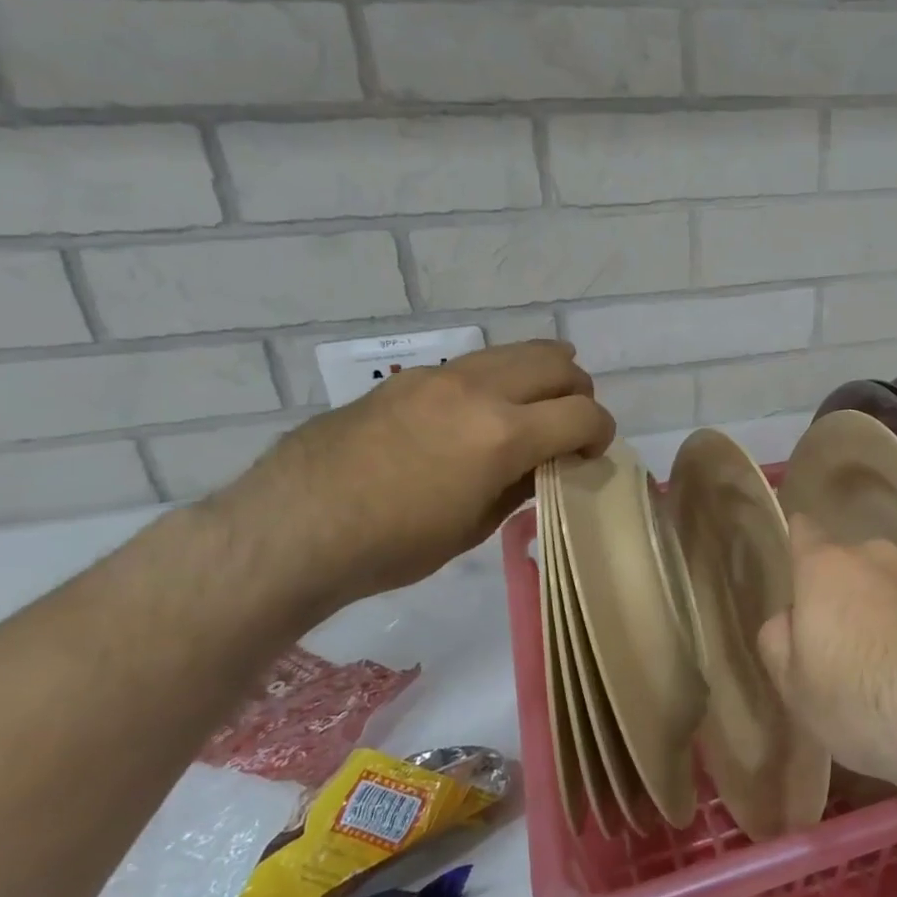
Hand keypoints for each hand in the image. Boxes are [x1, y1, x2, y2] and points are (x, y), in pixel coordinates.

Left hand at [211, 340, 613, 611]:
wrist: (295, 528)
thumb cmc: (393, 545)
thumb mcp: (475, 526)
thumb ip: (522, 484)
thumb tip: (545, 464)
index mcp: (504, 434)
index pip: (584, 413)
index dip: (601, 433)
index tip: (590, 455)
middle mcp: (479, 390)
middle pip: (558, 365)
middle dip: (579, 393)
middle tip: (569, 428)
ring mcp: (440, 376)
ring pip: (516, 351)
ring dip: (541, 376)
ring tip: (534, 409)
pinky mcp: (409, 378)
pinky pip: (474, 363)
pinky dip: (498, 380)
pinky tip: (479, 414)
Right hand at [756, 515, 896, 789]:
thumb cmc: (854, 696)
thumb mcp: (792, 683)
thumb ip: (778, 639)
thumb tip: (791, 617)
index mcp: (825, 566)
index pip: (804, 530)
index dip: (797, 541)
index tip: (795, 564)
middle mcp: (873, 557)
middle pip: (847, 562)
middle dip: (840, 589)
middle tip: (834, 636)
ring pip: (885, 585)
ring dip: (878, 609)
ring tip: (876, 660)